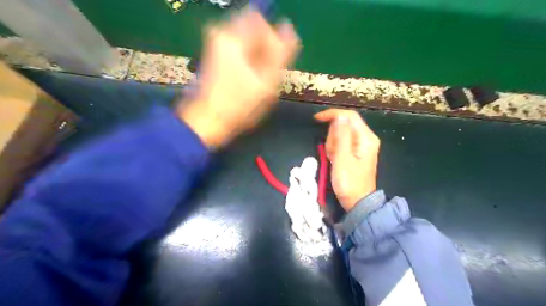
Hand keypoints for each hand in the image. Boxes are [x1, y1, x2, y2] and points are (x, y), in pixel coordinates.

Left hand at [178, 9, 297, 147]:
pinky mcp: (214, 54)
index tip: (272, 63)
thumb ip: (281, 52)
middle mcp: (220, 33)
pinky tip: (247, 78)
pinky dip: (247, 60)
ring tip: (256, 78)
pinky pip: (239, 49)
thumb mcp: (267, 81)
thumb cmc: (240, 104)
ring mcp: (215, 44)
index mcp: (233, 37)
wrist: (209, 120)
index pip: (261, 21)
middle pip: (253, 28)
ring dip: (257, 55)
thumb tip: (288, 27)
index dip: (273, 40)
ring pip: (247, 40)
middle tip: (264, 72)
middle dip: (264, 47)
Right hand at [317, 109, 380, 210]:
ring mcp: (360, 145)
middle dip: (333, 136)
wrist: (357, 201)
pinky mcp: (355, 151)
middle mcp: (365, 138)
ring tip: (333, 159)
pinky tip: (335, 160)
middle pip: (344, 125)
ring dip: (333, 145)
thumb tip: (339, 116)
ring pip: (340, 134)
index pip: (349, 115)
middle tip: (331, 153)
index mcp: (366, 137)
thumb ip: (342, 135)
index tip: (316, 119)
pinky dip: (335, 150)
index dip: (333, 114)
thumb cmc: (349, 181)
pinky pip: (341, 143)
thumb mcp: (343, 158)